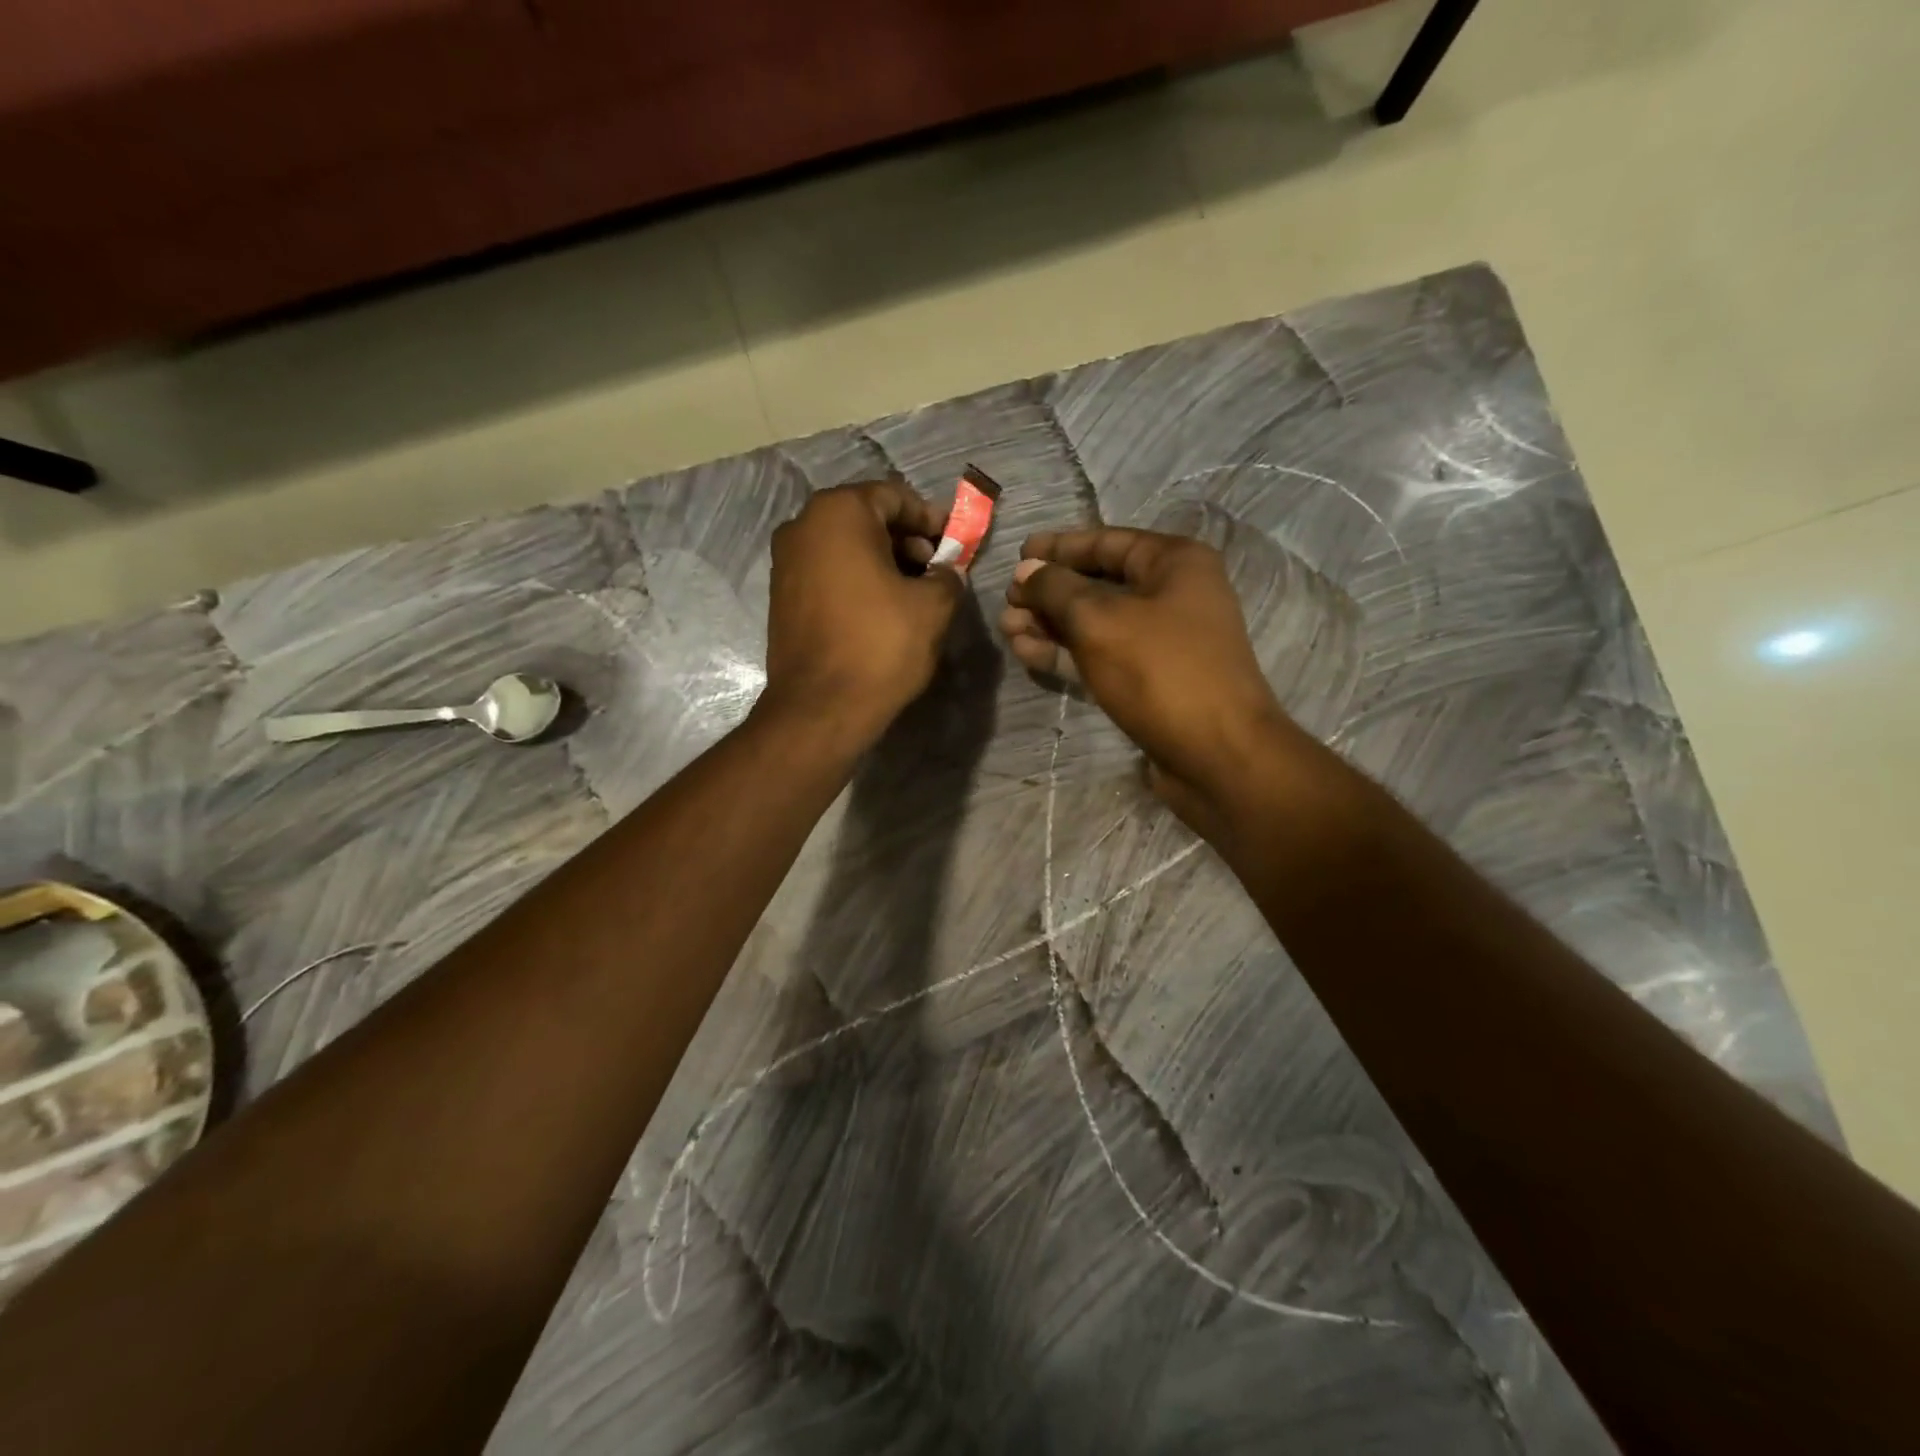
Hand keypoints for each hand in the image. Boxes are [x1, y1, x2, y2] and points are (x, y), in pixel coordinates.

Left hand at [760, 480, 963, 750]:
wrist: (820, 708)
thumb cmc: (880, 645)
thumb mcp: (933, 606)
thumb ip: (948, 576)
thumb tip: (947, 573)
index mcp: (839, 513)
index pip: (894, 496)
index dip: (931, 518)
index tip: (954, 542)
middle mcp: (803, 526)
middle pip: (867, 518)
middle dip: (907, 540)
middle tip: (937, 569)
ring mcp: (786, 561)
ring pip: (846, 547)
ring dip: (883, 561)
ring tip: (915, 592)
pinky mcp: (782, 595)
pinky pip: (828, 572)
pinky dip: (858, 579)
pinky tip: (883, 608)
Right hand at [1001, 528, 1321, 837]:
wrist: (1217, 754)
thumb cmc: (1160, 672)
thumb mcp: (1099, 620)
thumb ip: (1056, 588)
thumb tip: (1027, 568)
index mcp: (1174, 563)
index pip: (1106, 541)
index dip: (1058, 547)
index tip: (1018, 553)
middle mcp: (1173, 595)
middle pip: (1098, 583)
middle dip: (1049, 592)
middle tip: (1006, 601)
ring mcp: (1163, 641)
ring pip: (1096, 623)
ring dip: (1051, 624)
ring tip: (1006, 628)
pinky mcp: (1150, 680)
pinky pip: (1102, 655)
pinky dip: (1066, 653)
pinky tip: (1027, 652)